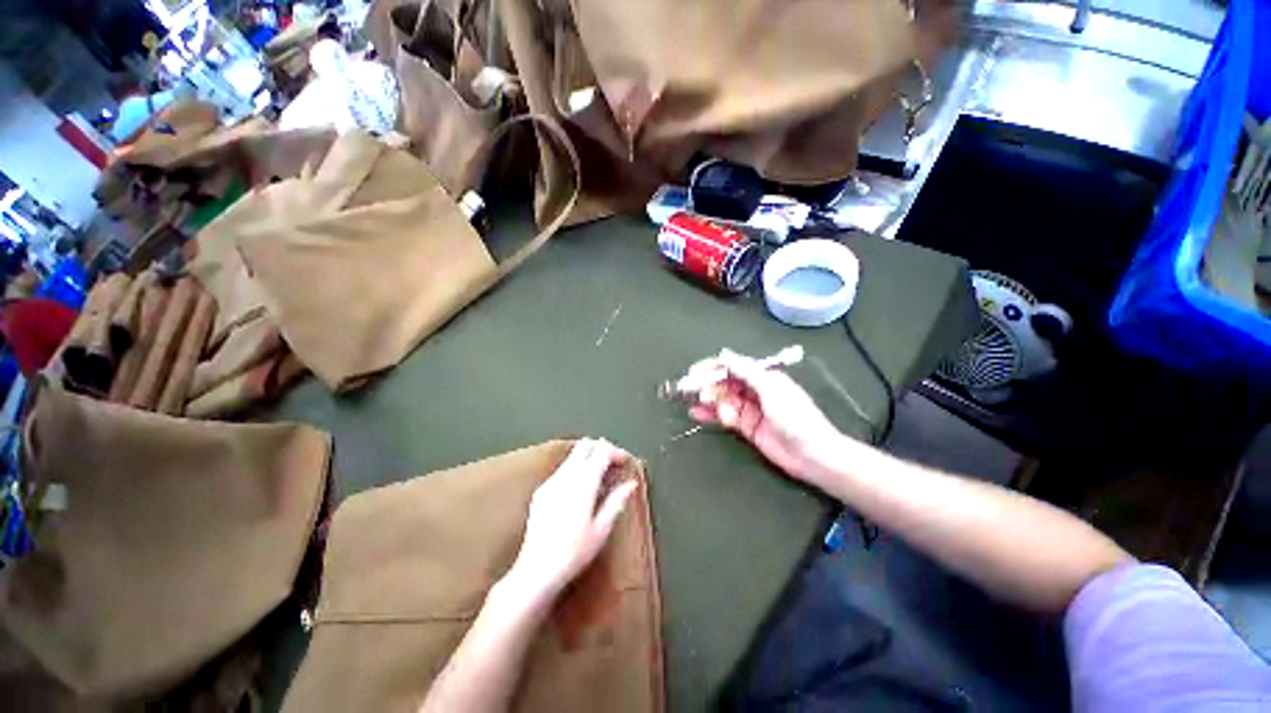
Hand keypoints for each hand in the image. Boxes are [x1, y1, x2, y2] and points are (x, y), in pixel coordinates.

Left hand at [502, 439, 637, 605]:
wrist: (536, 571)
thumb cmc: (574, 553)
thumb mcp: (602, 529)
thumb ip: (617, 501)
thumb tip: (631, 483)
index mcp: (583, 482)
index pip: (601, 451)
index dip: (616, 452)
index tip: (626, 462)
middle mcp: (566, 476)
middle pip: (585, 445)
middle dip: (602, 449)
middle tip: (614, 464)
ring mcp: (550, 482)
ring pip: (572, 456)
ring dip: (588, 458)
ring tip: (601, 479)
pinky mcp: (541, 491)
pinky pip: (562, 469)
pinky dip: (576, 469)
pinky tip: (581, 491)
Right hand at [688, 350, 842, 485]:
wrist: (812, 454)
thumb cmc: (794, 416)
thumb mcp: (771, 388)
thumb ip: (746, 371)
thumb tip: (724, 354)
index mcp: (763, 377)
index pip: (734, 367)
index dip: (714, 367)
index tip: (695, 370)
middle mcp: (755, 390)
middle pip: (726, 383)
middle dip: (707, 384)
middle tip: (687, 387)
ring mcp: (750, 409)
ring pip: (723, 399)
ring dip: (708, 399)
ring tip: (691, 400)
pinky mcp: (746, 427)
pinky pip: (725, 417)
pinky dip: (711, 415)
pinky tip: (697, 414)